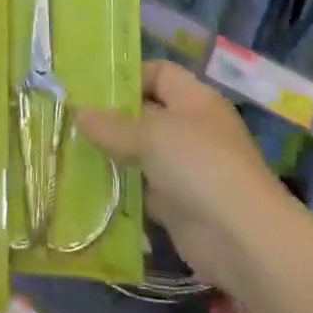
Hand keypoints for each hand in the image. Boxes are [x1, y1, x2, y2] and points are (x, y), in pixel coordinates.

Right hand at [77, 60, 281, 287]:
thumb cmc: (199, 166)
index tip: (91, 88)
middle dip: (111, 118)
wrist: (242, 239)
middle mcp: (192, 129)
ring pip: (142, 153)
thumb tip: (79, 112)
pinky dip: (121, 189)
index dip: (128, 77)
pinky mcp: (178, 204)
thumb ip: (113, 126)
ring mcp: (186, 168)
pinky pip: (143, 189)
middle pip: (147, 113)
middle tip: (70, 120)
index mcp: (194, 100)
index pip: (159, 73)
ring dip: (113, 155)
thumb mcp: (150, 136)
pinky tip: (89, 187)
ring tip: (70, 151)